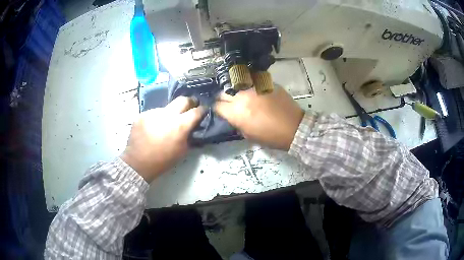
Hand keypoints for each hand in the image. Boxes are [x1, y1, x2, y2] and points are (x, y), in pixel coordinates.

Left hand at [120, 97, 203, 182]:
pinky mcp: (143, 114)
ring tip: (166, 124)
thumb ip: (190, 136)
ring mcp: (153, 112)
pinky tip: (154, 128)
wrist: (138, 163)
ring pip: (166, 108)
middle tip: (191, 106)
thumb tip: (193, 127)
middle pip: (183, 100)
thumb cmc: (163, 160)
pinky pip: (154, 113)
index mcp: (180, 125)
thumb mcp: (182, 151)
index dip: (203, 110)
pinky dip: (157, 118)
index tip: (204, 110)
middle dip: (190, 102)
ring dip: (170, 113)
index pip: (196, 111)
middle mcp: (167, 114)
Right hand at [214, 85, 303, 150]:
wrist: (294, 127)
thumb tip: (232, 116)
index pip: (217, 106)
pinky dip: (248, 85)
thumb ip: (236, 123)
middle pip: (223, 92)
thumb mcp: (249, 135)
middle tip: (228, 103)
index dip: (216, 108)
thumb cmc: (271, 136)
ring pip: (236, 84)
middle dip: (223, 98)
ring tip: (239, 95)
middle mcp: (242, 97)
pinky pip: (251, 81)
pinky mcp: (265, 83)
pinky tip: (252, 90)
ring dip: (235, 90)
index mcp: (237, 113)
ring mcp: (254, 87)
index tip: (220, 110)